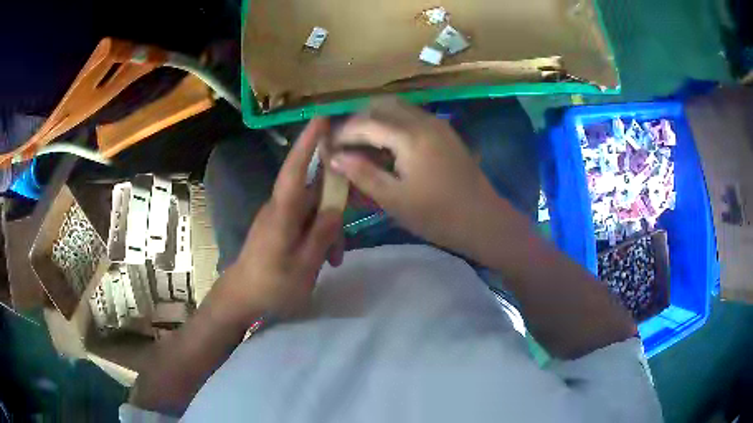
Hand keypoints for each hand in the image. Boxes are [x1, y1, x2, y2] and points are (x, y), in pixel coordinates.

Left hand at [223, 119, 342, 319]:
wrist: (242, 297)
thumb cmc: (272, 284)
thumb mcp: (304, 264)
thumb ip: (322, 234)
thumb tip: (337, 207)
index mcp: (283, 212)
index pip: (296, 168)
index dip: (308, 142)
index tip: (321, 118)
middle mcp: (280, 207)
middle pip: (314, 191)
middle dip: (335, 206)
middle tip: (347, 232)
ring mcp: (280, 217)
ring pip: (313, 210)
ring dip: (328, 230)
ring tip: (335, 260)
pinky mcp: (280, 226)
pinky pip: (306, 221)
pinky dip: (319, 236)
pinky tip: (326, 258)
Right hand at [330, 98, 504, 255]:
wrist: (483, 219)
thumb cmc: (437, 215)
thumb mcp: (394, 199)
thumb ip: (362, 174)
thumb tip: (334, 157)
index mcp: (409, 136)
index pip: (365, 122)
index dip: (342, 132)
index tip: (327, 147)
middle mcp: (423, 120)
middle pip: (381, 105)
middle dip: (357, 121)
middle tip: (344, 143)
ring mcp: (437, 123)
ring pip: (397, 107)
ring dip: (375, 119)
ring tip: (362, 144)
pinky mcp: (444, 131)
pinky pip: (411, 116)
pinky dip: (393, 123)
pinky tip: (387, 145)